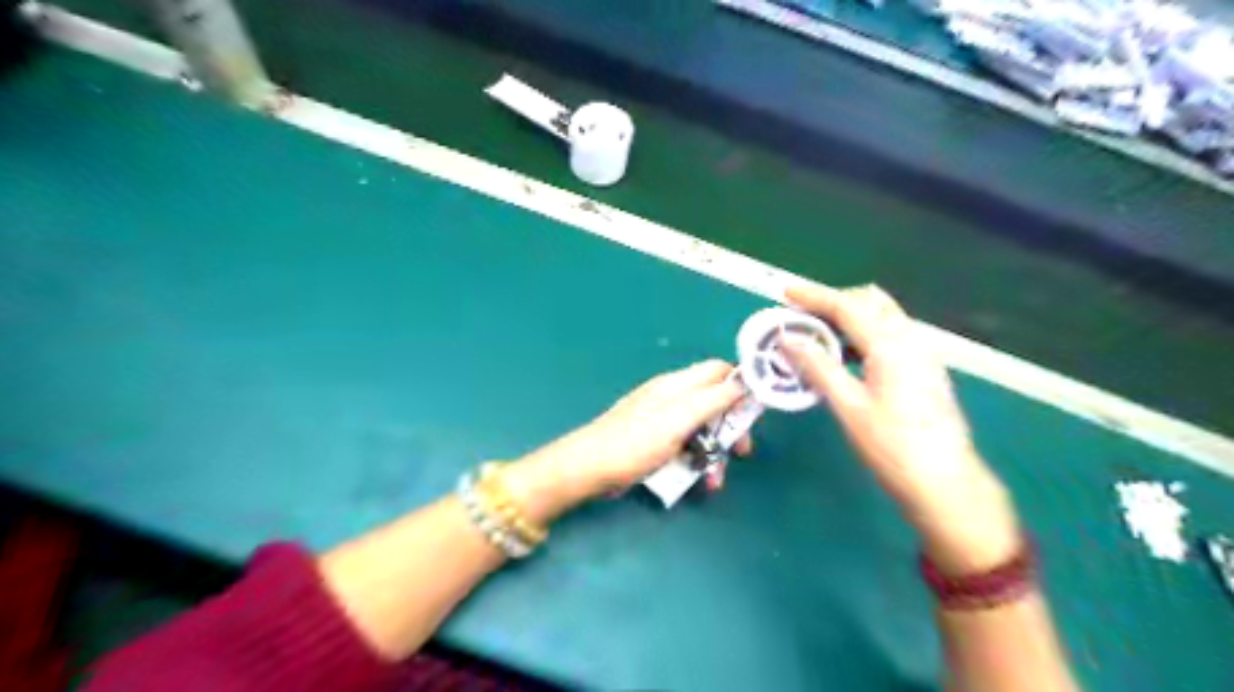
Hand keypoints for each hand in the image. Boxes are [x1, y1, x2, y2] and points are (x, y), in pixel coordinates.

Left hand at [505, 363, 751, 523]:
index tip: (758, 410)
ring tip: (715, 480)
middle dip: (731, 427)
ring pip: (703, 428)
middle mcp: (673, 397)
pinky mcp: (656, 441)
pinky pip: (686, 444)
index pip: (719, 371)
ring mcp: (664, 419)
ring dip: (715, 451)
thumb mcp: (678, 419)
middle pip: (715, 402)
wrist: (590, 468)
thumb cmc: (635, 442)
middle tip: (742, 451)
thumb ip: (712, 399)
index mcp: (678, 384)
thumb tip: (744, 381)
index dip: (742, 385)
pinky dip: (697, 459)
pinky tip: (698, 479)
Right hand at [779, 280, 1022, 572]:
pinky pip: (890, 334)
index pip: (847, 306)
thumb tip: (788, 340)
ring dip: (848, 316)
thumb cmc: (893, 447)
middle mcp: (910, 339)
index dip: (813, 296)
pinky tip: (844, 355)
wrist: (945, 482)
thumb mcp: (849, 407)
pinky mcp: (923, 368)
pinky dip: (862, 333)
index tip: (785, 291)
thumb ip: (818, 367)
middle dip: (833, 301)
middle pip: (869, 301)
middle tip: (800, 314)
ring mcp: (921, 353)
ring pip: (882, 316)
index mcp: (891, 345)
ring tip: (816, 333)